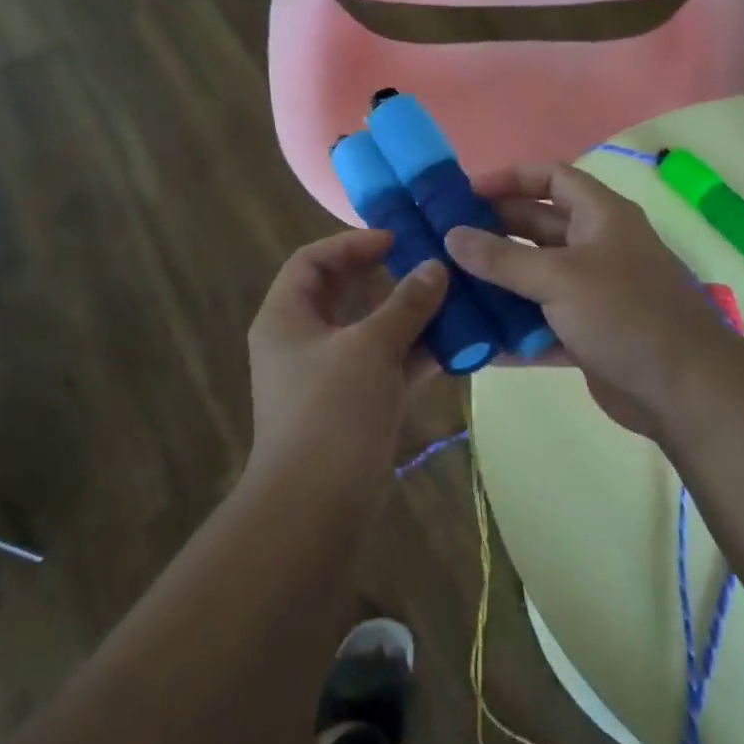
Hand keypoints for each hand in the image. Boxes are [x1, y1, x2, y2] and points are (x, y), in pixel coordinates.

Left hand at [246, 231, 445, 492]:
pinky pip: (385, 366)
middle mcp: (302, 341)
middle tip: (427, 263)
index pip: (311, 261)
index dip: (351, 244)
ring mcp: (329, 375)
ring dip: (408, 316)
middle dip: (385, 277)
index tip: (396, 240)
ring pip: (370, 331)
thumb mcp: (370, 347)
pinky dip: (415, 354)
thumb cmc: (331, 410)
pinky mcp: (354, 405)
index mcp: (286, 318)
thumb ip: (405, 304)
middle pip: (342, 294)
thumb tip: (435, 267)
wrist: (316, 503)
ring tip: (452, 298)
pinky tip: (456, 344)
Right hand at [445, 163, 732, 440]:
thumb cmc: (625, 314)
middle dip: (493, 232)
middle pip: (536, 227)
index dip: (509, 179)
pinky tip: (475, 337)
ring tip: (449, 287)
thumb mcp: (558, 278)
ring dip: (497, 282)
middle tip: (444, 242)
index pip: (551, 178)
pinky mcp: (587, 333)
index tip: (464, 194)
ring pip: (535, 277)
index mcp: (601, 217)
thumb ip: (502, 258)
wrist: (684, 390)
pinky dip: (513, 328)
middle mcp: (597, 247)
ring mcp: (593, 292)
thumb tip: (451, 236)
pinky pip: (540, 322)